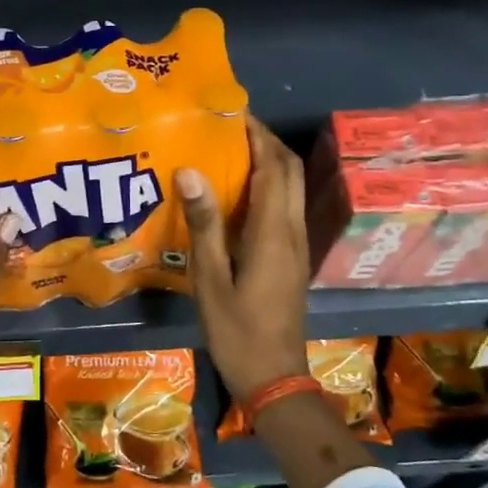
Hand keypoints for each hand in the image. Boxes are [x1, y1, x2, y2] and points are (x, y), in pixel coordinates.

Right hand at [177, 116, 309, 403]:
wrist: (274, 377)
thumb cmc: (236, 330)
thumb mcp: (210, 278)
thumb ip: (204, 223)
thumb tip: (191, 170)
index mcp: (273, 232)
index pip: (274, 167)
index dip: (257, 134)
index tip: (231, 111)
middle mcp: (293, 231)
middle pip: (290, 170)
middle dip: (265, 140)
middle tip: (229, 124)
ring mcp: (297, 245)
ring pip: (291, 187)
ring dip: (268, 160)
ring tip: (229, 147)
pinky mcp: (292, 257)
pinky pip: (284, 206)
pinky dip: (267, 185)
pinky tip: (236, 191)